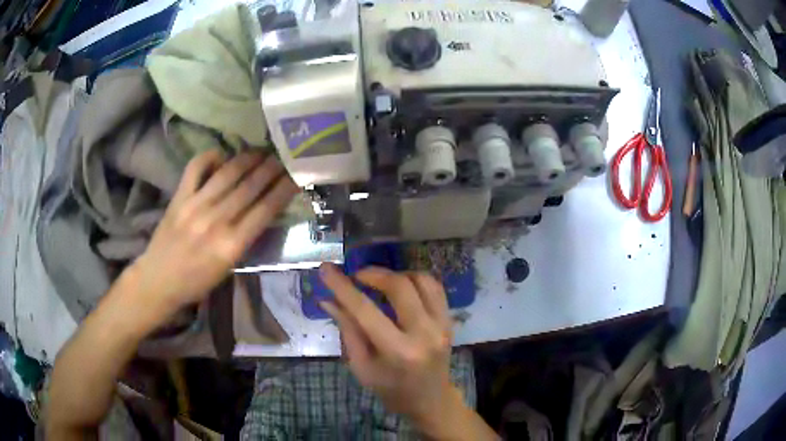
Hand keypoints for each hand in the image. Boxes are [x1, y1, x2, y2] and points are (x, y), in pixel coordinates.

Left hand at [131, 150, 297, 314]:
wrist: (159, 280)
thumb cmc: (197, 281)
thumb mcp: (229, 267)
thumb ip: (246, 238)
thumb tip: (263, 208)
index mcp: (231, 246)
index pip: (265, 210)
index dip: (284, 189)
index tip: (296, 175)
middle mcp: (215, 222)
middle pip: (250, 187)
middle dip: (271, 168)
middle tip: (284, 156)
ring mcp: (195, 206)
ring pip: (228, 173)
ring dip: (249, 159)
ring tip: (261, 151)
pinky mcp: (179, 197)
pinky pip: (196, 167)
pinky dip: (211, 156)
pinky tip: (222, 155)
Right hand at [319, 264, 462, 433]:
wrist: (431, 400)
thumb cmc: (391, 389)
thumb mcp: (362, 367)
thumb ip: (347, 330)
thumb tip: (329, 299)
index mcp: (398, 352)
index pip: (365, 311)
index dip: (343, 287)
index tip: (326, 269)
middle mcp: (424, 334)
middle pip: (400, 286)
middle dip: (373, 274)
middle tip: (356, 275)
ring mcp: (442, 325)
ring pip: (421, 280)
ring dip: (396, 274)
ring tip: (378, 281)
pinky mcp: (449, 321)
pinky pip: (435, 287)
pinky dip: (415, 279)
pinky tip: (400, 286)